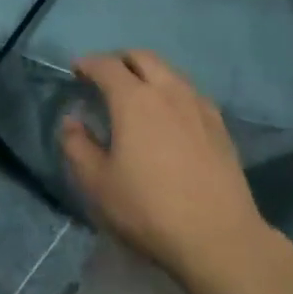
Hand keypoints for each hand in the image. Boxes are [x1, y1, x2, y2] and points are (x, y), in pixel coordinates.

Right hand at [60, 51, 265, 281]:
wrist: (218, 236)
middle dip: (120, 60)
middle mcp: (168, 90)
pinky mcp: (219, 124)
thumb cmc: (149, 209)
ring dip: (148, 73)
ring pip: (169, 71)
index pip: (107, 66)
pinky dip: (171, 91)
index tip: (76, 70)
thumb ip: (77, 146)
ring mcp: (199, 104)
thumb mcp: (98, 184)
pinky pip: (189, 91)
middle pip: (142, 57)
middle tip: (105, 77)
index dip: (88, 63)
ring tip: (137, 95)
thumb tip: (72, 121)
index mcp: (134, 100)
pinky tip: (170, 115)